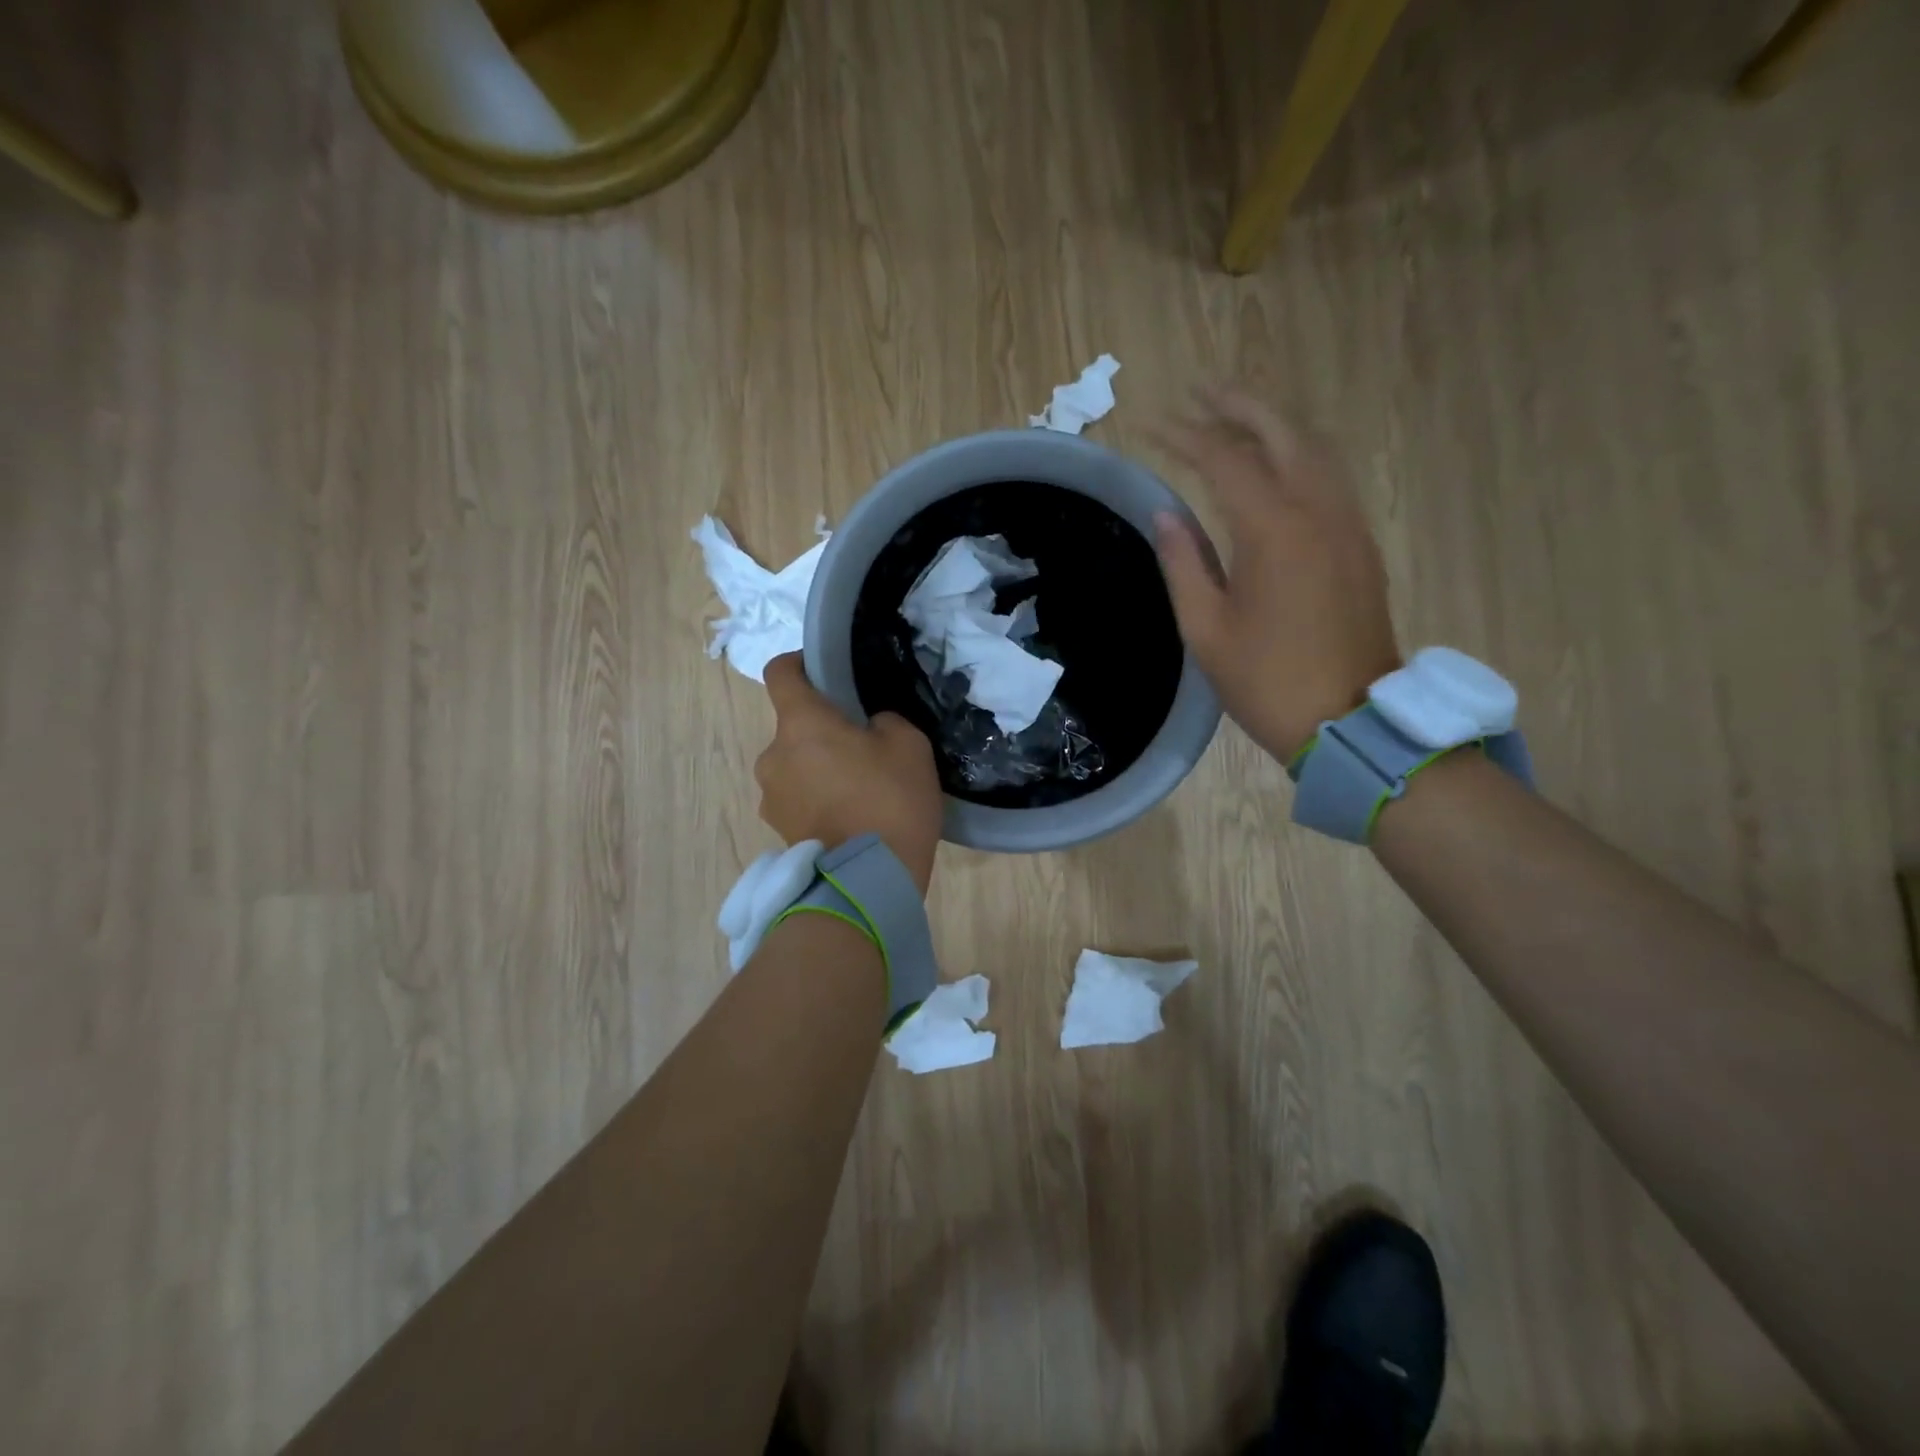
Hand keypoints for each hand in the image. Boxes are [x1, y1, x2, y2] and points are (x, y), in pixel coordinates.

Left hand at [756, 654, 943, 894]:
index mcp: (800, 724)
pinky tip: (849, 818)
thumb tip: (868, 729)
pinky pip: (797, 799)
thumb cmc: (889, 800)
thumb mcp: (909, 744)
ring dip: (818, 768)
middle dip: (822, 731)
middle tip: (863, 749)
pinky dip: (816, 800)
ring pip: (794, 765)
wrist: (869, 880)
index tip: (825, 673)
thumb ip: (883, 722)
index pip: (780, 672)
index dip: (799, 663)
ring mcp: (771, 796)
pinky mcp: (777, 830)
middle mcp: (773, 755)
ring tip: (857, 791)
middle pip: (793, 727)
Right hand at [1151, 388, 1400, 763]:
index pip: (1225, 460)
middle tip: (1199, 392)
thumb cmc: (1266, 681)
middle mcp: (1318, 511)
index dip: (1186, 437)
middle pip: (1281, 433)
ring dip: (1272, 425)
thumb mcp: (1206, 629)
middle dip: (1238, 406)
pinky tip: (1274, 464)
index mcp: (1273, 531)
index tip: (1153, 426)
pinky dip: (1297, 454)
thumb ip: (1184, 563)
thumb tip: (1166, 513)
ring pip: (1314, 449)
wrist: (1348, 720)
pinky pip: (1329, 478)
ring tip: (1234, 417)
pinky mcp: (1360, 545)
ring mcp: (1348, 525)